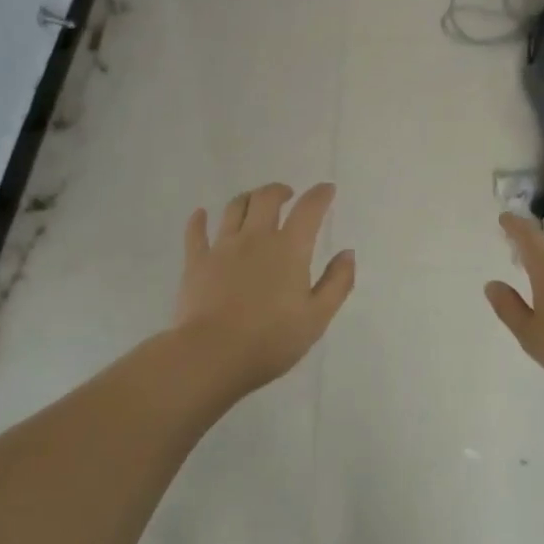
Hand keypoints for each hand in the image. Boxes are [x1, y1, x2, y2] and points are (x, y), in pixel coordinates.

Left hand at [172, 183, 355, 396]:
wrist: (213, 354)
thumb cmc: (271, 339)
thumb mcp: (317, 317)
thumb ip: (336, 283)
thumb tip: (347, 253)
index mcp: (289, 249)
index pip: (308, 210)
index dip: (320, 195)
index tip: (327, 189)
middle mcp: (255, 238)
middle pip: (266, 199)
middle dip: (279, 191)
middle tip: (287, 195)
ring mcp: (222, 247)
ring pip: (234, 208)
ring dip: (247, 199)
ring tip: (254, 202)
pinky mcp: (196, 262)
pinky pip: (196, 232)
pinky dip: (199, 220)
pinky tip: (201, 214)